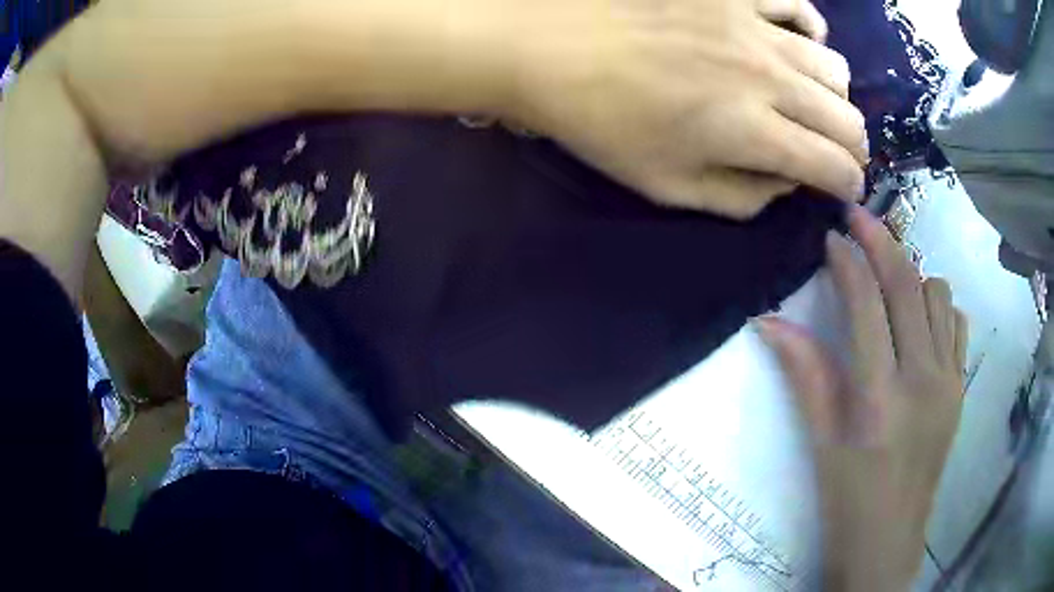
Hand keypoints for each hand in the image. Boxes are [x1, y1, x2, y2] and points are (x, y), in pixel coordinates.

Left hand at [506, 0, 867, 218]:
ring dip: (835, 96)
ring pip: (834, 66)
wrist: (553, 48)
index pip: (833, 166)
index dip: (848, 184)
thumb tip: (789, 182)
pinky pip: (799, 6)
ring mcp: (753, 27)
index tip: (844, 189)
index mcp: (752, 132)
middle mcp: (768, 78)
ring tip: (814, 103)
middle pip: (846, 118)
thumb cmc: (604, 124)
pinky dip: (811, 31)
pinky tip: (797, 43)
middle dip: (852, 146)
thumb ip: (742, 197)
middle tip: (836, 152)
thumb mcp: (669, 188)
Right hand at [758, 206, 967, 589]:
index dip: (849, 261)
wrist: (889, 542)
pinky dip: (938, 305)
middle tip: (858, 216)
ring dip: (912, 274)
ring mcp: (949, 381)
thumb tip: (770, 321)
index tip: (831, 234)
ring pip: (938, 294)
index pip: (867, 304)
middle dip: (881, 240)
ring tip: (889, 279)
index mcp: (880, 398)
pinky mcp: (961, 387)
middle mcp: (923, 379)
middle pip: (908, 284)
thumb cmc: (847, 501)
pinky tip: (919, 320)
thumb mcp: (821, 443)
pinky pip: (956, 322)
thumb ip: (805, 375)